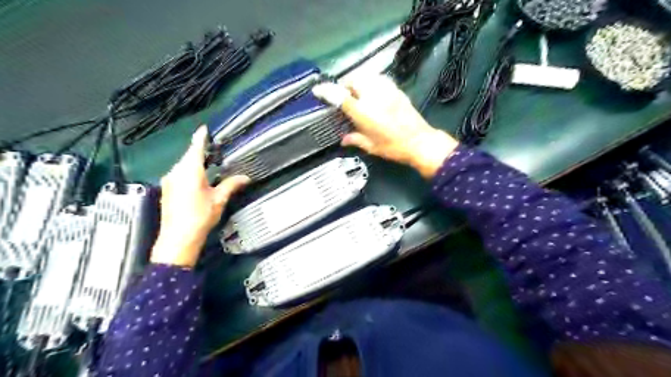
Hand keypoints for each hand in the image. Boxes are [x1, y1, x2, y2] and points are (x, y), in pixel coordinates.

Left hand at [150, 127, 250, 267]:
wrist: (178, 238)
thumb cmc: (200, 216)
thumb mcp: (219, 199)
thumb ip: (231, 184)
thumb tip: (245, 178)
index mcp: (190, 170)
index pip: (196, 147)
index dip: (201, 136)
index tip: (204, 128)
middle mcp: (176, 172)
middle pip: (189, 156)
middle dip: (201, 152)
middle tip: (215, 151)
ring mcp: (169, 181)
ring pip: (183, 166)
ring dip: (195, 164)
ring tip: (209, 166)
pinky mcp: (167, 190)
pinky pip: (179, 174)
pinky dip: (189, 173)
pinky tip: (198, 181)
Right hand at [312, 75, 459, 178]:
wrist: (420, 141)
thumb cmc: (393, 147)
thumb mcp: (371, 146)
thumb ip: (355, 139)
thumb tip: (343, 139)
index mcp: (363, 112)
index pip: (340, 96)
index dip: (326, 91)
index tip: (317, 90)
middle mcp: (373, 97)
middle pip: (353, 80)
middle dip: (344, 85)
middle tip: (343, 96)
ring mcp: (386, 90)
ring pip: (366, 75)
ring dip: (357, 80)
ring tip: (356, 92)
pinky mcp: (396, 89)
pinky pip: (379, 78)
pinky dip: (371, 81)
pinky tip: (372, 91)